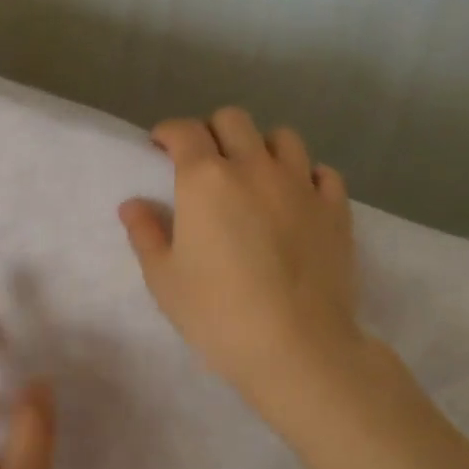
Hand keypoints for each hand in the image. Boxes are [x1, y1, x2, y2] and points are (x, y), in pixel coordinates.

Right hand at [119, 108, 364, 403]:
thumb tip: (132, 205)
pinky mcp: (335, 209)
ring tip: (254, 175)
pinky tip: (296, 199)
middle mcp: (254, 168)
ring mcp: (300, 185)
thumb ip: (145, 234)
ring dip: (262, 147)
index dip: (168, 132)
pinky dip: (306, 177)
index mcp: (205, 180)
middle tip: (204, 161)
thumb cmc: (218, 313)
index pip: (184, 131)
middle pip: (233, 120)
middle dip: (212, 131)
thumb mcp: (164, 279)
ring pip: (283, 138)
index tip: (160, 146)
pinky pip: (323, 173)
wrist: (298, 348)